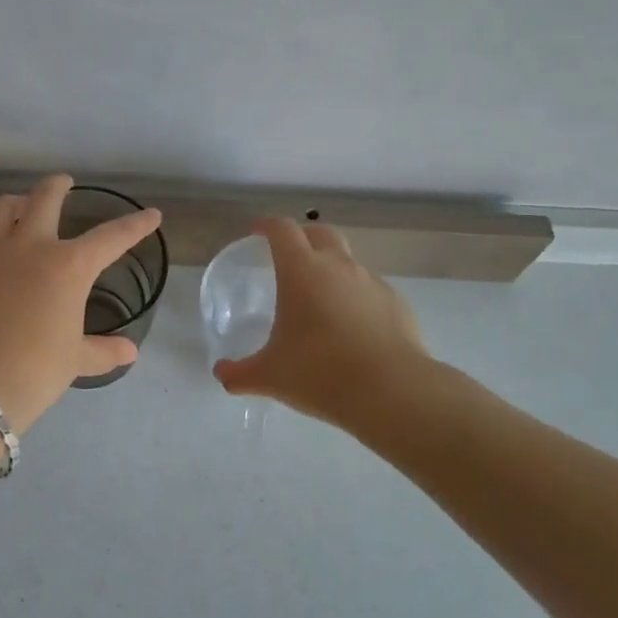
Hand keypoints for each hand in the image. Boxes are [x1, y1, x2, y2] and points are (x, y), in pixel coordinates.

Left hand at [0, 174, 162, 430]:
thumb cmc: (34, 371)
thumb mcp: (73, 360)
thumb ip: (102, 351)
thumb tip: (129, 352)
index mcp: (67, 266)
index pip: (110, 238)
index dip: (135, 226)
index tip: (152, 214)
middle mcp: (29, 248)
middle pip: (44, 199)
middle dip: (57, 186)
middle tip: (64, 181)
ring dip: (14, 203)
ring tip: (19, 206)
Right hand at [212, 217, 427, 427]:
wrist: (392, 392)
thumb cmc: (319, 373)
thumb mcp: (270, 376)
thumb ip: (240, 373)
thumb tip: (221, 374)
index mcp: (301, 271)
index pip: (282, 229)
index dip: (267, 226)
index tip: (257, 232)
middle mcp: (338, 266)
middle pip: (320, 232)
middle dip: (303, 236)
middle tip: (290, 256)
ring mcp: (372, 282)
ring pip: (349, 261)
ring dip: (332, 268)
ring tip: (321, 299)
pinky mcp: (397, 304)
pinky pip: (371, 290)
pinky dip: (357, 298)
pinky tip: (352, 328)